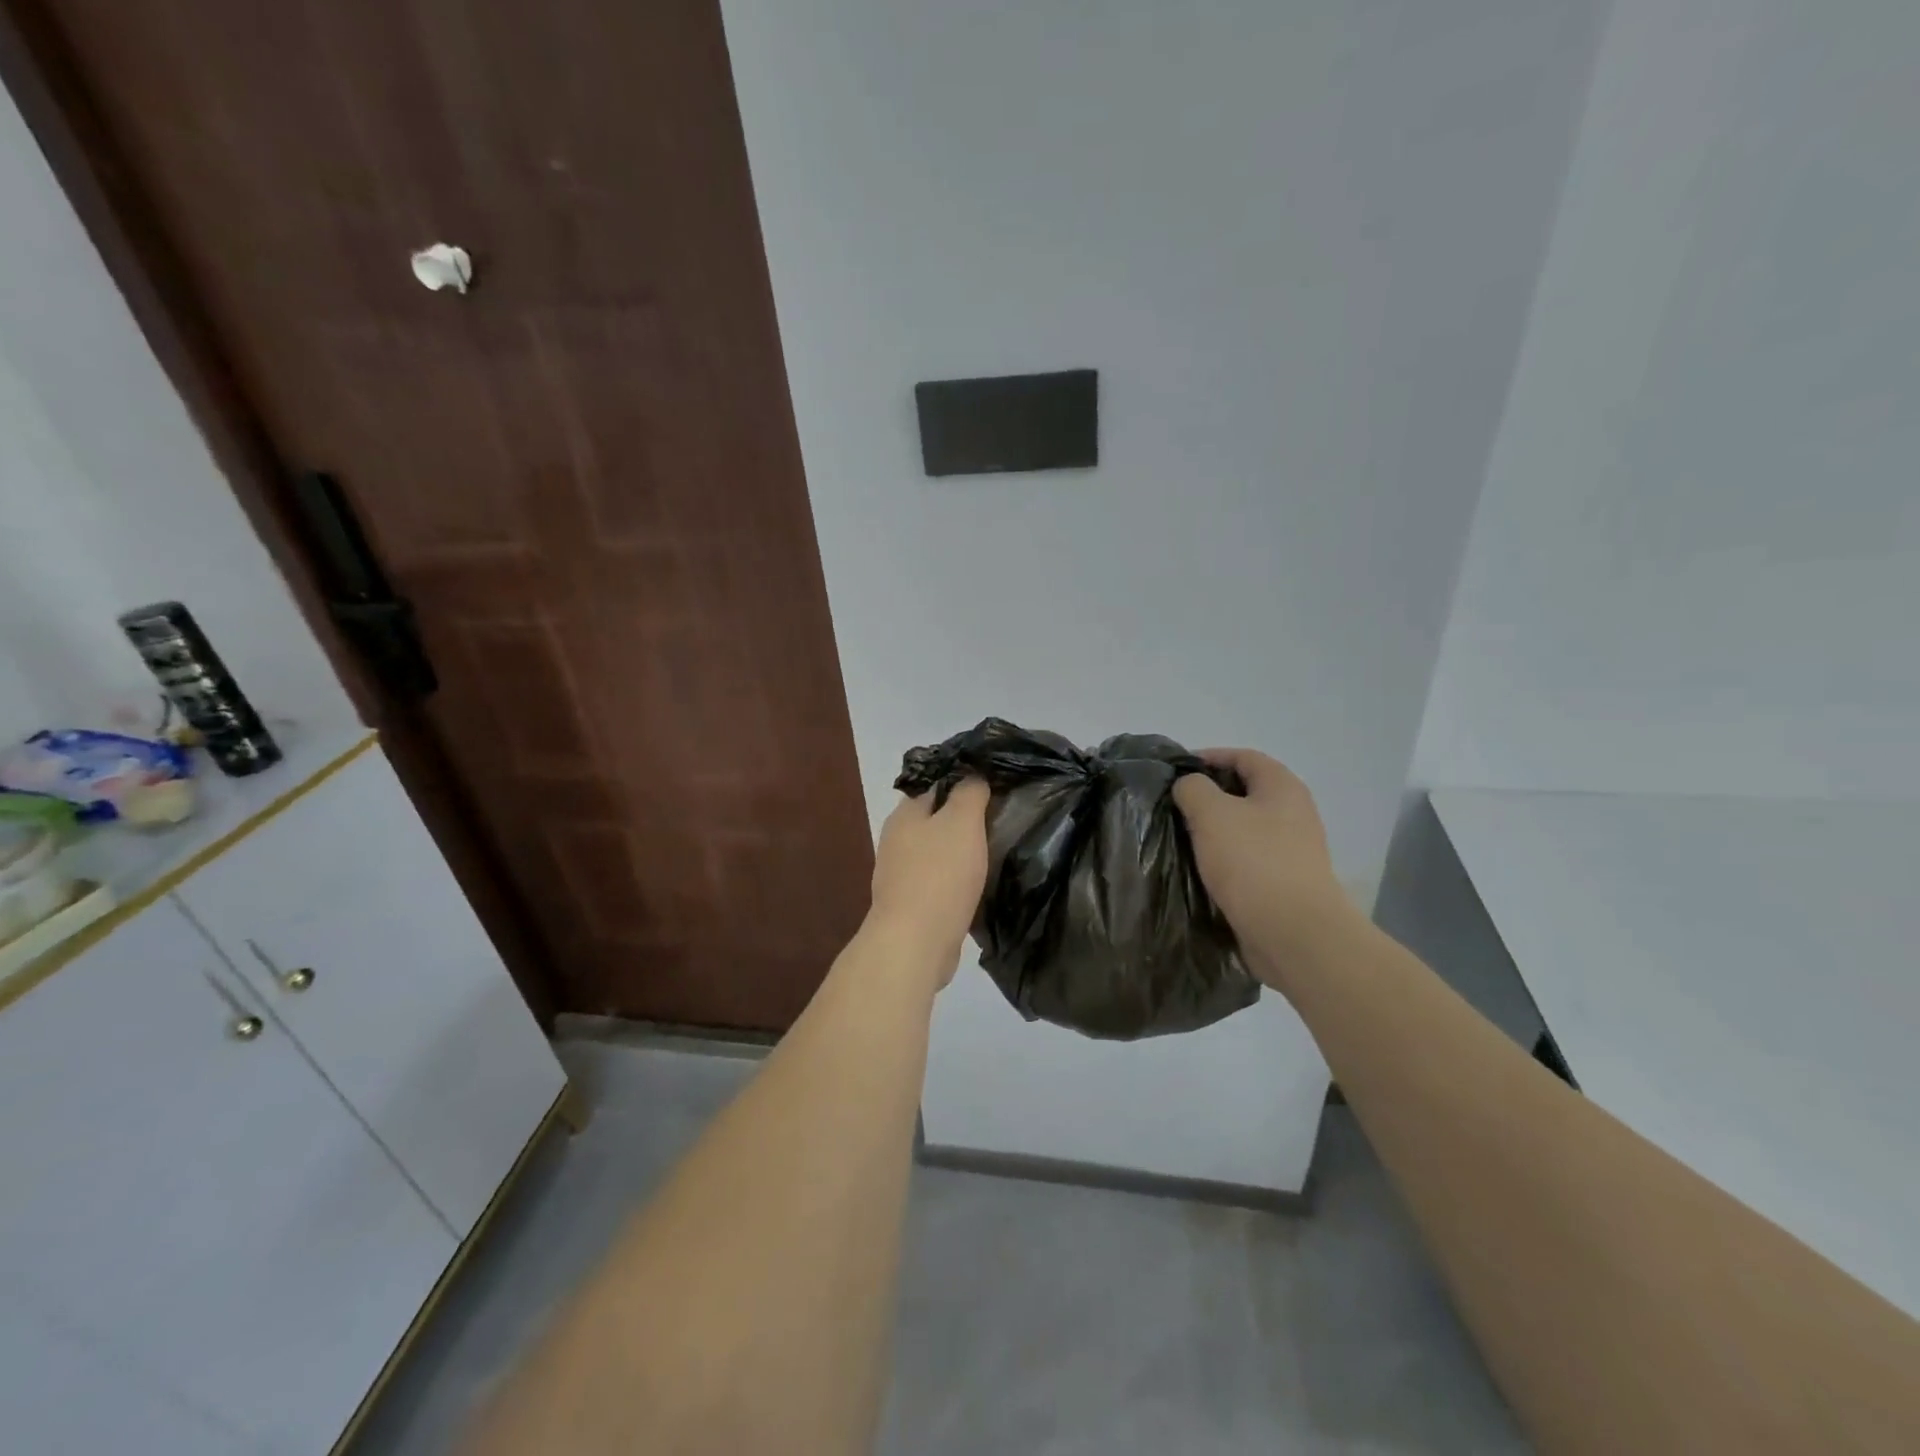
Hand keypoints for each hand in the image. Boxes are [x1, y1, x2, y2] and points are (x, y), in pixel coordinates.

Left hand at [867, 779, 990, 982]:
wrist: (916, 942)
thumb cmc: (940, 874)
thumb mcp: (962, 821)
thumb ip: (969, 793)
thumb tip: (973, 776)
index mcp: (904, 815)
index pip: (934, 784)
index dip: (963, 781)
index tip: (994, 785)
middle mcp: (897, 841)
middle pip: (935, 819)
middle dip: (964, 819)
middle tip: (1001, 817)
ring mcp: (901, 875)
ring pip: (938, 852)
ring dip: (962, 851)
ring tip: (996, 850)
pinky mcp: (912, 904)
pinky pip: (940, 881)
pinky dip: (958, 880)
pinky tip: (979, 884)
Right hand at [1173, 749, 1352, 977]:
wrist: (1293, 933)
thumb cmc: (1252, 862)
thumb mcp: (1212, 813)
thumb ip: (1193, 788)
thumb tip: (1189, 786)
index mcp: (1282, 787)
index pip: (1243, 756)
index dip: (1208, 757)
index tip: (1174, 772)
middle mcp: (1293, 813)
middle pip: (1244, 791)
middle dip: (1208, 796)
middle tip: (1173, 806)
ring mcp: (1291, 849)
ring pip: (1244, 827)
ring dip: (1214, 829)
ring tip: (1180, 837)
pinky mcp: (1283, 881)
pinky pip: (1248, 858)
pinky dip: (1224, 857)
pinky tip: (1200, 868)